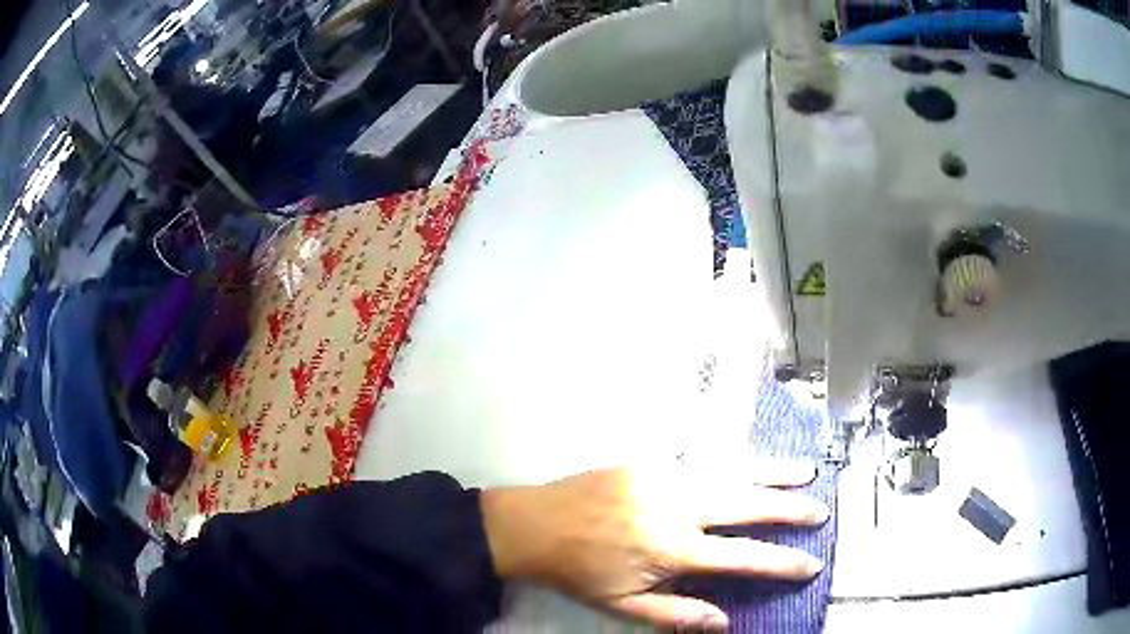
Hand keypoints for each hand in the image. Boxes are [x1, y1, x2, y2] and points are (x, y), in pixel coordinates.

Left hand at [480, 463, 827, 630]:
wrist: (534, 524)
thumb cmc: (579, 571)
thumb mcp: (623, 605)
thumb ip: (677, 614)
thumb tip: (725, 622)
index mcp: (674, 547)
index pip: (743, 557)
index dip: (782, 563)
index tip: (811, 563)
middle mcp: (679, 506)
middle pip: (748, 504)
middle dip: (789, 509)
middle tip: (820, 511)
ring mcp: (666, 475)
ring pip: (732, 471)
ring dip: (772, 473)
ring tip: (806, 473)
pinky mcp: (651, 459)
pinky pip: (703, 456)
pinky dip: (735, 458)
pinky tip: (752, 459)